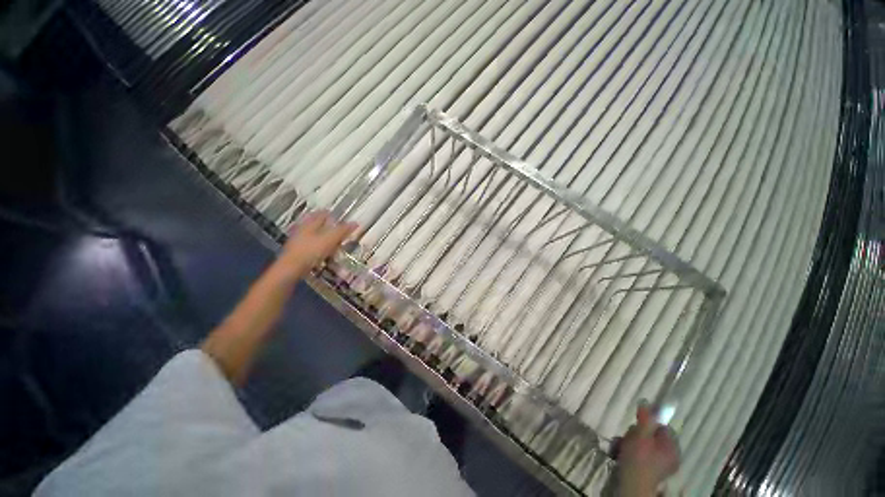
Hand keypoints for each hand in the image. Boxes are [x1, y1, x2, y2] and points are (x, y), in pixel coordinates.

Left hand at [274, 210, 357, 280]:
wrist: (290, 269)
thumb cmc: (311, 251)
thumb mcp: (330, 240)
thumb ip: (343, 231)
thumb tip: (355, 222)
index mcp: (310, 224)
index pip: (321, 214)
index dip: (330, 214)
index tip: (337, 215)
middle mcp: (302, 230)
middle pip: (316, 225)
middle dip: (326, 226)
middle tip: (336, 229)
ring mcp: (298, 242)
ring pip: (313, 236)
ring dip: (323, 239)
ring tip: (333, 243)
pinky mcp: (297, 254)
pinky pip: (311, 248)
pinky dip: (319, 249)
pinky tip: (324, 255)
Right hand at [614, 403, 680, 496]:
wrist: (633, 484)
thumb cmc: (638, 459)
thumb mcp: (640, 434)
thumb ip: (645, 418)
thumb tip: (646, 401)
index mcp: (671, 447)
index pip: (662, 426)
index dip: (648, 422)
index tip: (635, 423)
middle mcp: (669, 456)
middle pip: (651, 435)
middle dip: (635, 432)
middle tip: (625, 435)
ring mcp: (660, 465)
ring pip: (643, 444)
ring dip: (629, 441)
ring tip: (620, 445)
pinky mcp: (649, 471)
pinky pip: (640, 454)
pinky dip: (630, 451)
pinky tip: (621, 452)